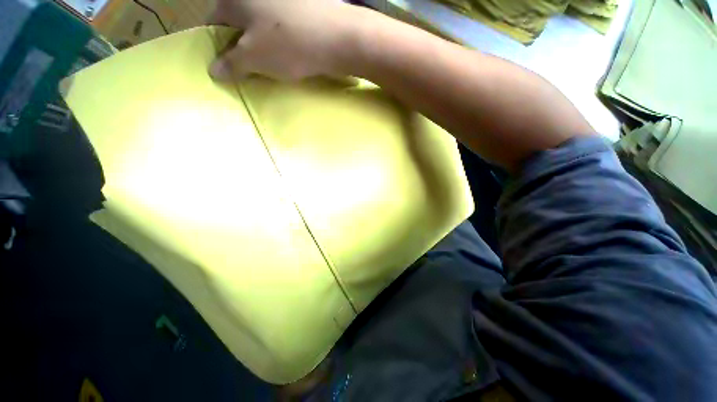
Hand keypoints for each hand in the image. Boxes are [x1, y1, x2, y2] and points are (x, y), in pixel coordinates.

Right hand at [208, 0, 355, 80]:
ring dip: (263, 45)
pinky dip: (282, 41)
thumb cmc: (289, 44)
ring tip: (272, 66)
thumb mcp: (254, 57)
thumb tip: (213, 70)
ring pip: (264, 25)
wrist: (337, 38)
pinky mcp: (303, 8)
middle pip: (241, 22)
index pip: (215, 21)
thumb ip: (232, 64)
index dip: (218, 45)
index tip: (226, 66)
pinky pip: (284, 27)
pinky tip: (290, 55)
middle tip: (250, 69)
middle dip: (242, 46)